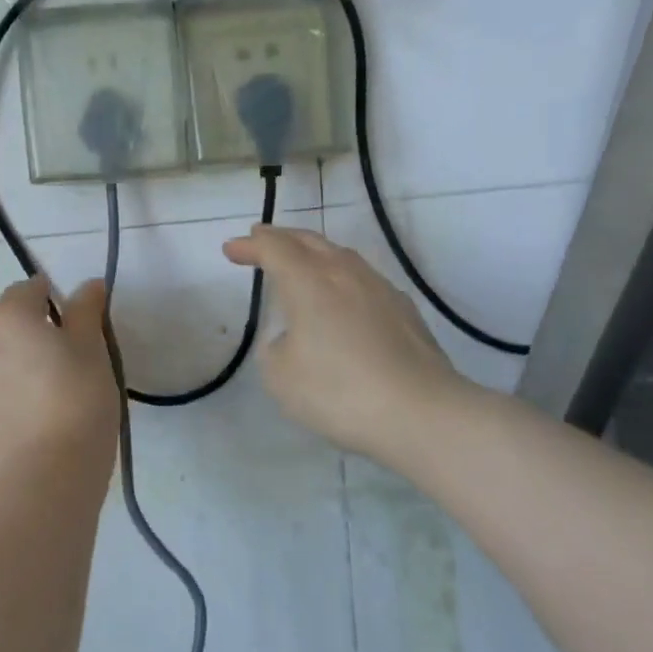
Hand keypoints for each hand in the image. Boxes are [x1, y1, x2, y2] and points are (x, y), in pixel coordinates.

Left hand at [0, 277, 119, 479]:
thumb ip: (86, 312)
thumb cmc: (78, 401)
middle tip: (50, 360)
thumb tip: (89, 284)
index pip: (28, 290)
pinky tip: (5, 419)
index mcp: (9, 316)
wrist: (46, 474)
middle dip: (18, 330)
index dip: (49, 299)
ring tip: (16, 385)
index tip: (68, 322)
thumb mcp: (93, 351)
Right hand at [223, 225, 466, 458]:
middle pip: (308, 241)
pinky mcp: (404, 309)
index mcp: (309, 282)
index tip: (231, 249)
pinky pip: (363, 279)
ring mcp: (379, 288)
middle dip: (280, 238)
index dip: (250, 245)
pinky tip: (343, 296)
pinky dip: (341, 277)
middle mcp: (345, 273)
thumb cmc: (339, 392)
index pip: (274, 248)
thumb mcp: (281, 376)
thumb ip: (275, 348)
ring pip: (340, 255)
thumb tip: (292, 337)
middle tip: (260, 239)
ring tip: (300, 262)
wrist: (421, 412)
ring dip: (313, 253)